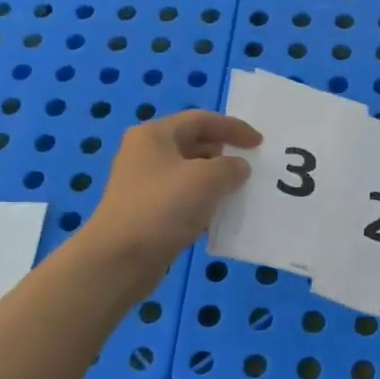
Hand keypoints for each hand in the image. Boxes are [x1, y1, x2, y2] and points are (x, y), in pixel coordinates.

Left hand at [83, 110, 260, 277]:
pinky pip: (182, 197)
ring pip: (189, 173)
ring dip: (215, 179)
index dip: (234, 128)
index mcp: (155, 135)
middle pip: (193, 143)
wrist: (119, 259)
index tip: (260, 143)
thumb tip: (238, 168)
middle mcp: (146, 153)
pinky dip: (203, 201)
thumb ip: (231, 167)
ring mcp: (143, 183)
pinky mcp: (146, 211)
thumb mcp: (207, 179)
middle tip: (250, 167)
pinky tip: (218, 215)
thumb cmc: (163, 207)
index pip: (201, 120)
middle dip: (224, 152)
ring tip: (239, 191)